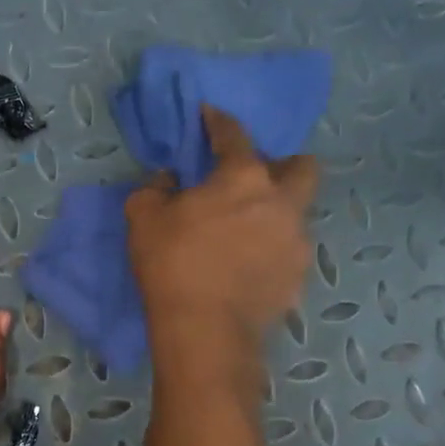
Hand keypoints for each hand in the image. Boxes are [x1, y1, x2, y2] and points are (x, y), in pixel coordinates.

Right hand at [126, 107, 319, 371]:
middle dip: (282, 165)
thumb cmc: (172, 264)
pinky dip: (270, 250)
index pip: (234, 136)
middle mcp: (281, 202)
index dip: (219, 122)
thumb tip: (170, 180)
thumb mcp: (142, 218)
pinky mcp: (298, 277)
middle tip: (252, 179)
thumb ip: (154, 189)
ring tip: (244, 232)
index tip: (209, 115)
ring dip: (274, 212)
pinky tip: (246, 266)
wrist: (205, 330)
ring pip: (296, 212)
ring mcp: (296, 241)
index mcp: (243, 178)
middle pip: (302, 167)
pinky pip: (288, 251)